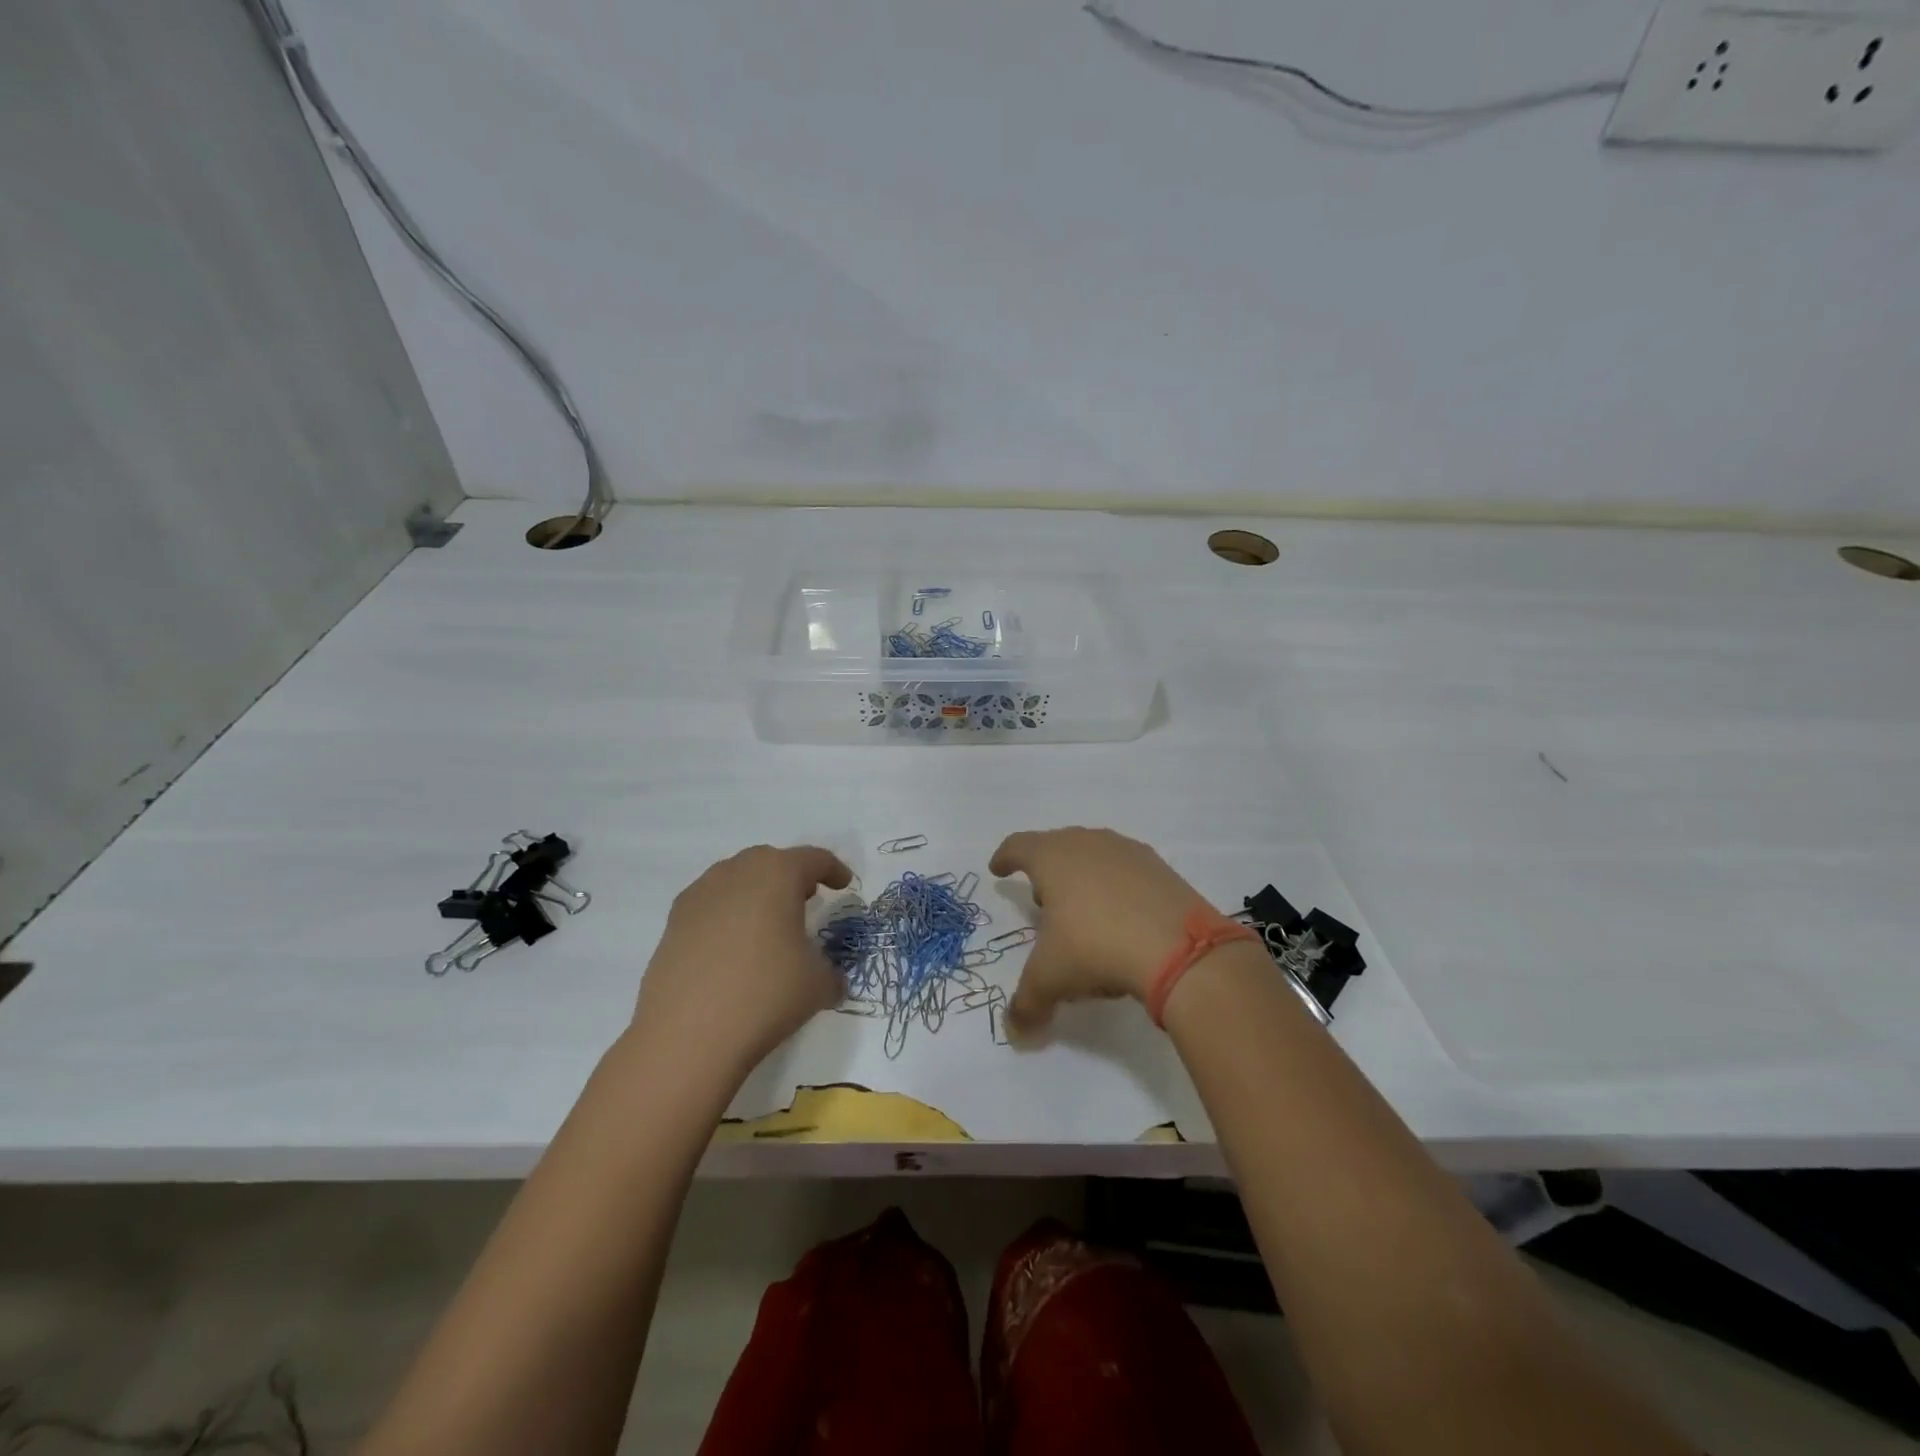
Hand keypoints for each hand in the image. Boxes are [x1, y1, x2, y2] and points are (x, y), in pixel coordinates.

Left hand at [632, 845, 851, 1080]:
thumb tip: (828, 978)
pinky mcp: (673, 923)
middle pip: (771, 861)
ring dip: (757, 893)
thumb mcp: (818, 984)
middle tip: (807, 899)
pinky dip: (728, 915)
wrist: (686, 1035)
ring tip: (769, 923)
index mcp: (778, 874)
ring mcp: (699, 896)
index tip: (844, 884)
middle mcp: (736, 873)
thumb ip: (830, 972)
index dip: (834, 870)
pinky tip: (733, 947)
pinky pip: (710, 905)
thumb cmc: (765, 994)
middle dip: (792, 876)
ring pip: (736, 879)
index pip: (814, 859)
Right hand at [988, 827, 1211, 1036]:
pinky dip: (1116, 888)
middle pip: (1057, 846)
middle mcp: (1088, 843)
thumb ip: (1026, 1003)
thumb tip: (1015, 1031)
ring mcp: (1128, 852)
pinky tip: (1121, 918)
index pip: (1019, 846)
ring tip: (1082, 910)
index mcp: (1052, 857)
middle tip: (1041, 899)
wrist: (1179, 948)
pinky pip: (1126, 872)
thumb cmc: (1095, 947)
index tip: (997, 868)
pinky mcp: (1161, 869)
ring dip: (1082, 877)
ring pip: (1094, 856)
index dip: (1005, 857)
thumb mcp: (1051, 979)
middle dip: (1045, 870)